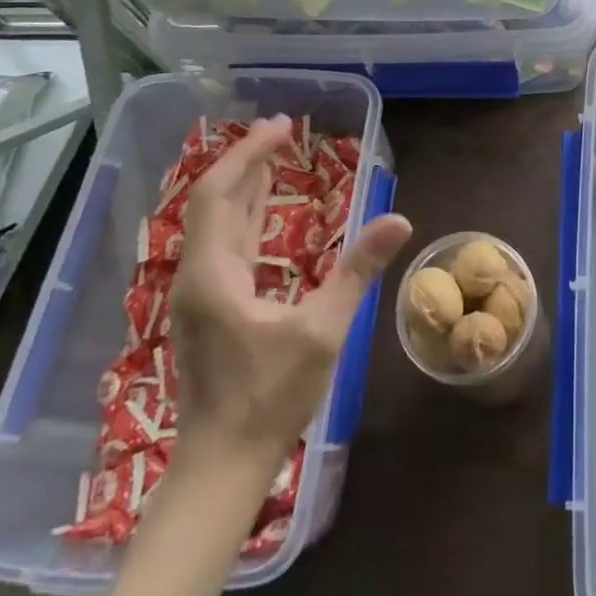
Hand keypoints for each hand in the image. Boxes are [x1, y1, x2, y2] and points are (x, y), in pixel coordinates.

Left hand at [170, 115, 411, 463]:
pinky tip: (263, 211)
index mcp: (213, 274)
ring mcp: (199, 295)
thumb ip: (357, 272)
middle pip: (213, 202)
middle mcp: (197, 276)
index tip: (281, 127)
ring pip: (216, 224)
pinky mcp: (208, 310)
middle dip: (245, 161)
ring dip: (244, 186)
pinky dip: (245, 216)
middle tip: (281, 130)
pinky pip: (224, 245)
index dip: (248, 154)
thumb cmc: (268, 399)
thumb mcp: (322, 332)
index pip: (220, 194)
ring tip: (274, 156)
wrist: (220, 468)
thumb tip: (398, 219)